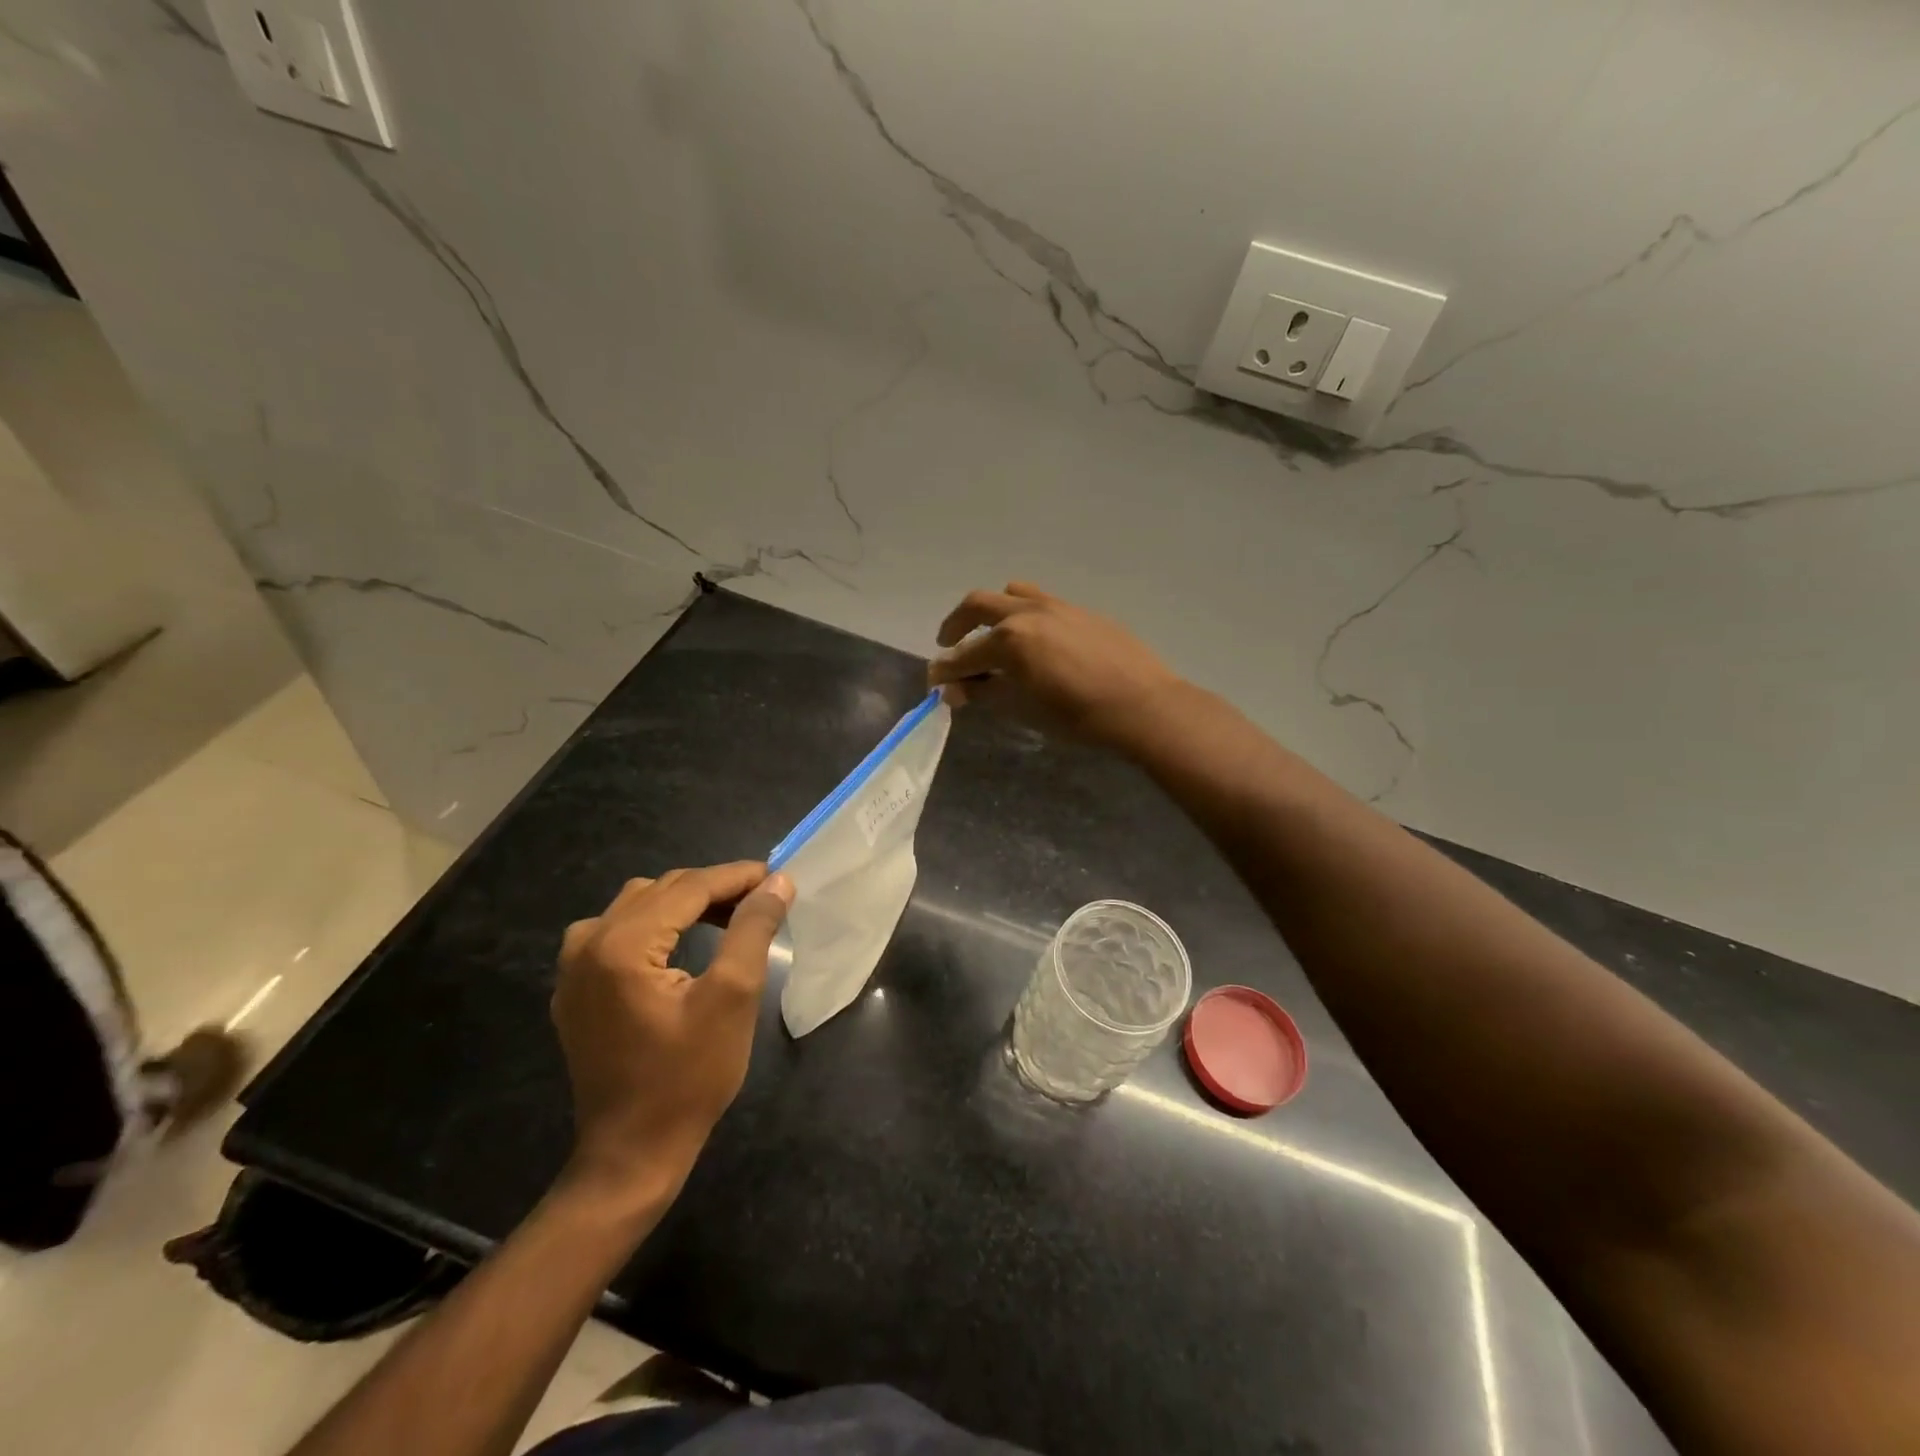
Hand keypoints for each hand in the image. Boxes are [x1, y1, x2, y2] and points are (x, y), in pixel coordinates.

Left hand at [552, 862, 793, 1199]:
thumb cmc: (688, 1077)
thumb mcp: (732, 997)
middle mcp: (587, 944)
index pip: (688, 887)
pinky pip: (615, 932)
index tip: (778, 876)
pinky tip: (680, 944)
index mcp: (621, 944)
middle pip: (661, 891)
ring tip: (727, 918)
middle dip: (713, 888)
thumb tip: (776, 882)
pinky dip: (655, 925)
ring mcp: (573, 968)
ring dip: (683, 903)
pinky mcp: (574, 989)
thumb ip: (752, 929)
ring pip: (636, 906)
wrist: (632, 1152)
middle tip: (761, 901)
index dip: (737, 876)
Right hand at [929, 583, 1180, 747]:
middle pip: (978, 605)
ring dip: (992, 610)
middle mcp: (1027, 613)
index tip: (933, 682)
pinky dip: (1024, 615)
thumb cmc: (1077, 716)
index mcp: (1009, 639)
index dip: (944, 671)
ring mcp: (1056, 606)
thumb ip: (985, 693)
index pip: (963, 655)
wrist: (1141, 704)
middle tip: (949, 643)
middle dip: (956, 624)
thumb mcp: (1023, 709)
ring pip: (1011, 594)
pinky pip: (1042, 602)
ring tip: (992, 633)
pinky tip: (1035, 640)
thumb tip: (955, 690)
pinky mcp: (1080, 611)